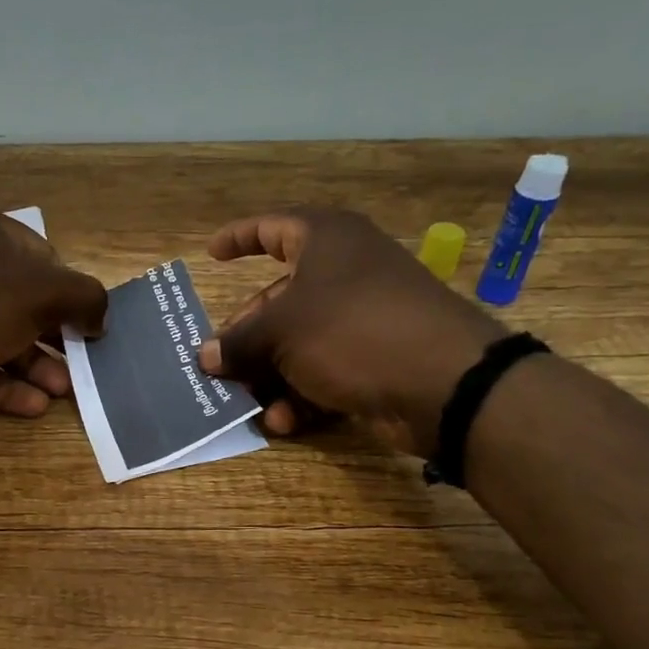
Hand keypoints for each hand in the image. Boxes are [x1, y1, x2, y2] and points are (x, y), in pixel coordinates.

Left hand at [0, 202, 108, 423]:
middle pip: (18, 300)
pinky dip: (1, 383)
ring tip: (61, 393)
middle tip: (78, 366)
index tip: (86, 323)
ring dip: (33, 365)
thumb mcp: (42, 291)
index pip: (39, 254)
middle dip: (53, 337)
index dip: (67, 289)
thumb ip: (84, 298)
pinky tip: (32, 406)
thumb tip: (99, 316)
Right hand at [197, 207, 504, 455]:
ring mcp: (361, 318)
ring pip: (298, 343)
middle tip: (217, 363)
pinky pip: (324, 371)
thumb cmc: (350, 331)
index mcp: (325, 241)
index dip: (239, 237)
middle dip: (245, 337)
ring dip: (268, 376)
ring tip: (246, 402)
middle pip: (278, 300)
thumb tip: (206, 356)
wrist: (443, 382)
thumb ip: (238, 341)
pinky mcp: (374, 359)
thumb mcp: (281, 331)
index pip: (272, 228)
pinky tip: (282, 421)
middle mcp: (344, 273)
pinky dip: (301, 395)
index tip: (212, 253)